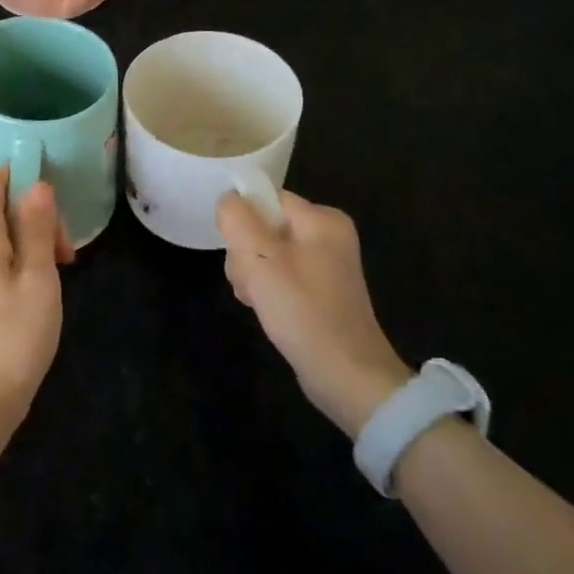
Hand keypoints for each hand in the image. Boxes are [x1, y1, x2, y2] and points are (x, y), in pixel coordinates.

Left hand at [0, 167, 70, 424]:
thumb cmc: (14, 338)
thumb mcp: (38, 279)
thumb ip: (37, 228)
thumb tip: (36, 186)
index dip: (17, 177)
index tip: (53, 201)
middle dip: (32, 215)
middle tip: (66, 252)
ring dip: (29, 240)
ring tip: (59, 271)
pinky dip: (16, 259)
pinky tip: (38, 287)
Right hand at [216, 189, 412, 436]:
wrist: (345, 375)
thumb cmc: (302, 310)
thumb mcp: (260, 258)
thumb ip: (238, 219)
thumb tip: (228, 198)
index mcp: (322, 219)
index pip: (266, 198)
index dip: (243, 220)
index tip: (237, 250)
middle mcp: (327, 235)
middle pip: (263, 226)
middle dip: (245, 254)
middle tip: (250, 282)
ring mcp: (324, 265)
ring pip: (265, 253)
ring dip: (251, 274)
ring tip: (256, 299)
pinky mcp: (319, 291)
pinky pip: (278, 275)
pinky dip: (265, 289)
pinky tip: (264, 309)